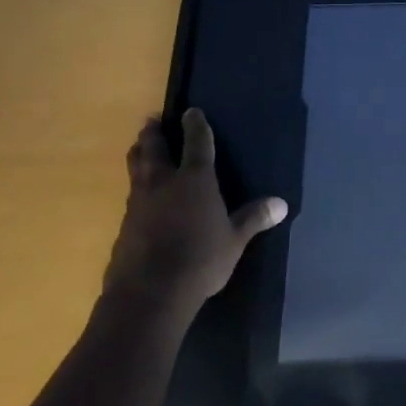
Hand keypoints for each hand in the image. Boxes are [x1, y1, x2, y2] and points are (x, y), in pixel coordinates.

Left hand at [105, 108, 285, 309]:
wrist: (148, 294)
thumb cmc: (200, 261)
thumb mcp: (234, 241)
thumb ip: (254, 219)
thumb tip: (281, 204)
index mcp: (195, 180)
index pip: (197, 143)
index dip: (195, 125)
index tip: (191, 111)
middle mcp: (163, 183)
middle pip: (154, 149)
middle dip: (154, 133)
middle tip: (152, 120)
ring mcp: (139, 204)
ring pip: (136, 169)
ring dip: (139, 155)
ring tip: (139, 147)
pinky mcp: (124, 226)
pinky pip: (131, 196)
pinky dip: (136, 187)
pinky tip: (140, 197)